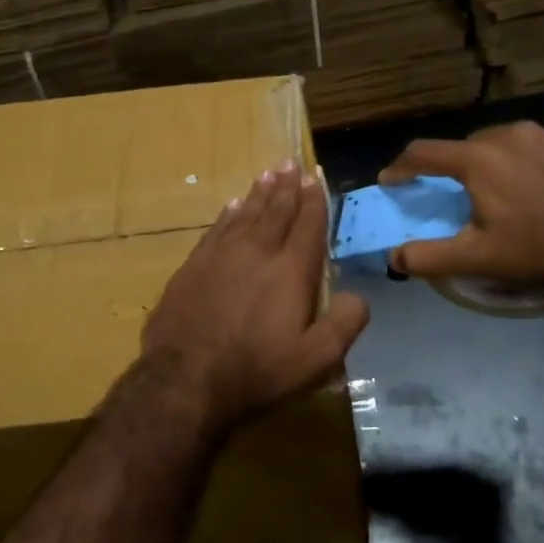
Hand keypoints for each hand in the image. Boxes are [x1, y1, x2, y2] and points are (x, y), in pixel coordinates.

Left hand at [142, 162, 369, 429]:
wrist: (184, 379)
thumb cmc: (256, 370)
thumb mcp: (316, 359)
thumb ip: (345, 324)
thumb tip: (359, 296)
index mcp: (290, 270)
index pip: (308, 225)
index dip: (314, 200)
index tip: (315, 177)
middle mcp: (257, 252)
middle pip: (276, 210)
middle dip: (287, 186)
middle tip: (290, 162)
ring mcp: (221, 256)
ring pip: (245, 214)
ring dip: (259, 192)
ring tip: (268, 173)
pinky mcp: (193, 266)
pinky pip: (216, 228)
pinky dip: (229, 214)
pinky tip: (233, 205)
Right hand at [379, 123, 543, 291]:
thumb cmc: (538, 249)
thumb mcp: (477, 259)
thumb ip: (428, 256)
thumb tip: (394, 257)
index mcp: (480, 159)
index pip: (425, 153)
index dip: (403, 167)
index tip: (392, 180)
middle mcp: (514, 134)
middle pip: (474, 145)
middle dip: (464, 167)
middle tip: (470, 195)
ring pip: (518, 142)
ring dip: (510, 162)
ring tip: (521, 192)